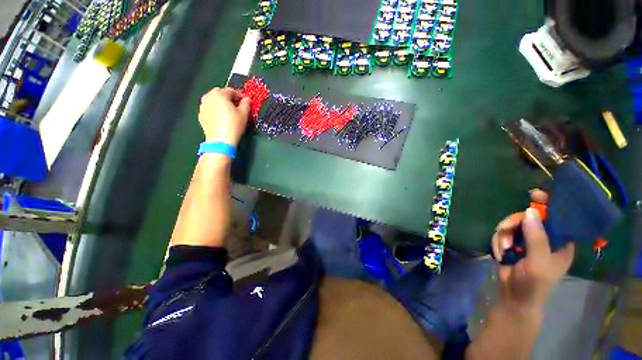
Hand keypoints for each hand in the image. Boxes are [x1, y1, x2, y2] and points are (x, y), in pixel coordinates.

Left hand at [198, 87, 249, 145]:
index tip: (245, 101)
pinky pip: (209, 109)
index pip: (231, 91)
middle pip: (220, 93)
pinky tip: (221, 117)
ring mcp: (203, 106)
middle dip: (229, 97)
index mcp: (220, 94)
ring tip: (228, 111)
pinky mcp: (201, 115)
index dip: (240, 95)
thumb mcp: (244, 114)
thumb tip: (247, 99)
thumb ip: (246, 104)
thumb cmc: (234, 125)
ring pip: (213, 100)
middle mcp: (209, 97)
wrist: (220, 140)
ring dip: (221, 103)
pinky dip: (215, 110)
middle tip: (237, 105)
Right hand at [491, 189, 574, 312]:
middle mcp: (545, 238)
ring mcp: (527, 240)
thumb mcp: (537, 262)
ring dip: (503, 235)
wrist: (513, 297)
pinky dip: (498, 241)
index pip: (559, 217)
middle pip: (529, 217)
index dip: (549, 204)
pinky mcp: (512, 243)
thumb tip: (530, 210)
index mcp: (561, 242)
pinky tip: (500, 253)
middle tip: (504, 231)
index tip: (535, 194)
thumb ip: (536, 237)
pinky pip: (502, 233)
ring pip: (512, 224)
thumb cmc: (534, 284)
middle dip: (514, 224)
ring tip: (503, 249)